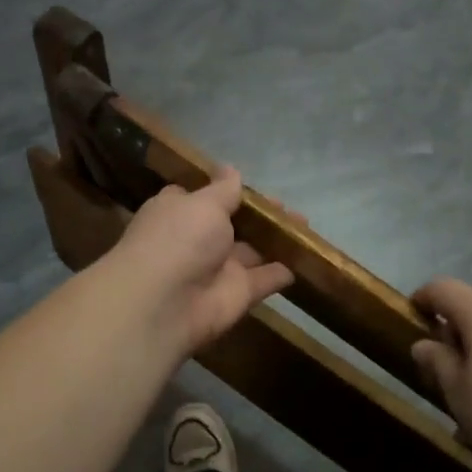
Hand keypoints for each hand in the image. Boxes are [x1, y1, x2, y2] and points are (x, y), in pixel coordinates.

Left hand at [107, 168, 293, 353]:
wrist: (165, 303)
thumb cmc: (179, 239)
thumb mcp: (203, 203)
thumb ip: (223, 189)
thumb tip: (230, 168)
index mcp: (179, 212)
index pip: (202, 198)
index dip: (224, 191)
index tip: (249, 185)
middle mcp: (197, 240)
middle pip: (233, 224)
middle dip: (259, 216)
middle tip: (287, 206)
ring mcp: (218, 269)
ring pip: (253, 251)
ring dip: (277, 239)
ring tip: (305, 225)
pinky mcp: (238, 294)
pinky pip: (265, 279)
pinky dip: (283, 271)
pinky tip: (306, 258)